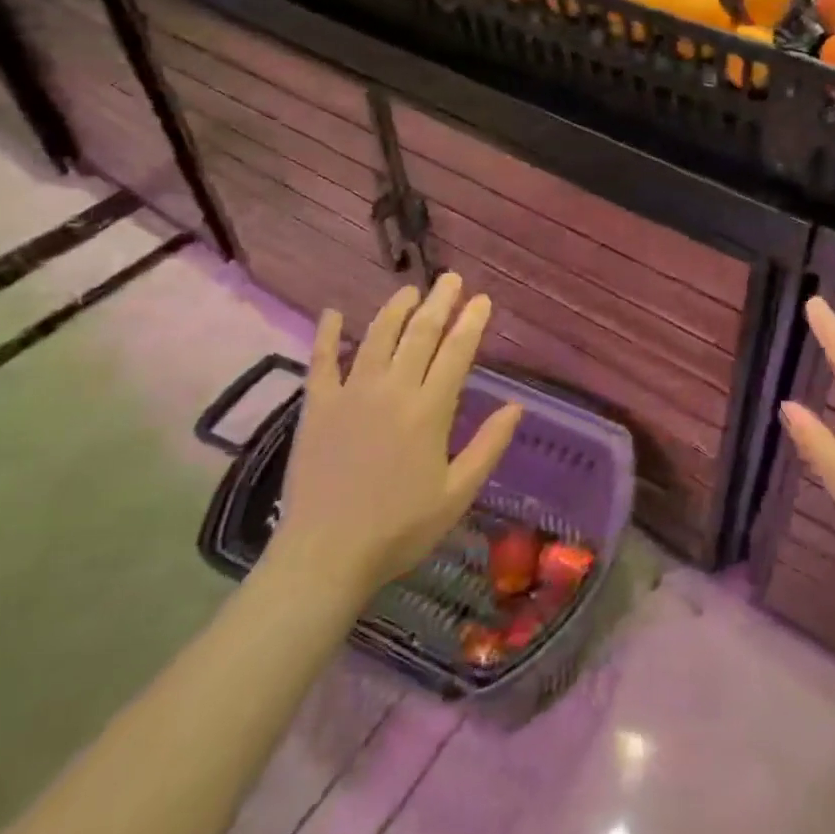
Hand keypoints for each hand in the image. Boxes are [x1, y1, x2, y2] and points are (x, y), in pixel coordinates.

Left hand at [270, 274, 522, 605]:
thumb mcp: (457, 493)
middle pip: (420, 334)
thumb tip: (517, 406)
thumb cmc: (399, 528)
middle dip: (439, 302)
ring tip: (409, 290)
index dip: (471, 322)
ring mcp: (352, 394)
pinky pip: (322, 361)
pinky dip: (328, 334)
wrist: (325, 555)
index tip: (481, 300)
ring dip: (395, 309)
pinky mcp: (318, 407)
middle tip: (450, 278)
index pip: (457, 352)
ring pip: (377, 336)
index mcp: (430, 411)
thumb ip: (489, 445)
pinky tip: (333, 312)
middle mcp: (393, 390)